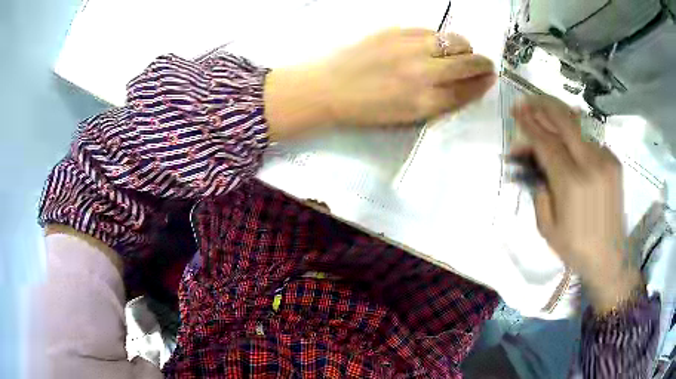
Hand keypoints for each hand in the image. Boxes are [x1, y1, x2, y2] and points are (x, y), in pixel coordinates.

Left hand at [264, 28, 495, 138]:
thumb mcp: (406, 116)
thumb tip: (464, 85)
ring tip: (460, 51)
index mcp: (424, 102)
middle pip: (468, 63)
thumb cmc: (365, 108)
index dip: (483, 83)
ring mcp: (409, 48)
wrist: (327, 88)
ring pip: (455, 40)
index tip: (490, 78)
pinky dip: (439, 38)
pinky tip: (434, 44)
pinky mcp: (395, 31)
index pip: (468, 89)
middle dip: (482, 63)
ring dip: (464, 47)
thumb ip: (438, 101)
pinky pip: (431, 30)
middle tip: (483, 64)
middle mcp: (422, 73)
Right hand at [511, 95, 641, 311]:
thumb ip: (539, 191)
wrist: (610, 256)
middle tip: (527, 100)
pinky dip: (576, 128)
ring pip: (579, 123)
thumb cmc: (575, 248)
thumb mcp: (547, 227)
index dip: (529, 124)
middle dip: (543, 106)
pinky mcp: (614, 161)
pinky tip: (567, 127)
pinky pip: (591, 136)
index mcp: (571, 183)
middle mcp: (591, 164)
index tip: (516, 112)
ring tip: (544, 106)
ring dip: (559, 112)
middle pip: (565, 121)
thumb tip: (534, 163)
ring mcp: (605, 159)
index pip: (546, 142)